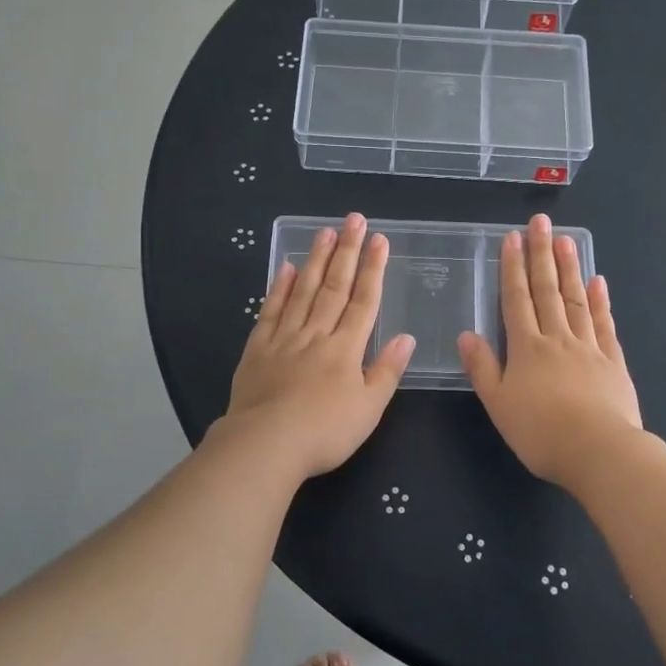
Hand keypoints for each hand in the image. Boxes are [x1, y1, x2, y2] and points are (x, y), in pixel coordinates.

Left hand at [220, 213, 414, 480]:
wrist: (265, 445)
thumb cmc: (325, 432)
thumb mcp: (369, 409)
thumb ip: (387, 371)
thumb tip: (407, 338)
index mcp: (346, 348)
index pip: (364, 301)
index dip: (373, 269)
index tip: (379, 239)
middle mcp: (316, 334)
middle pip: (335, 287)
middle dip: (347, 251)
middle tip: (353, 219)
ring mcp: (284, 338)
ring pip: (303, 291)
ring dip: (316, 260)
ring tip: (324, 231)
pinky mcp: (257, 349)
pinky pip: (271, 311)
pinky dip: (279, 288)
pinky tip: (286, 268)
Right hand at [458, 214, 642, 485]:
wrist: (599, 452)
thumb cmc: (541, 433)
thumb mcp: (499, 405)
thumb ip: (483, 368)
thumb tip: (466, 334)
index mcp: (527, 348)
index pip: (517, 299)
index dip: (512, 267)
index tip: (512, 238)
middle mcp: (557, 338)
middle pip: (548, 290)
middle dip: (542, 254)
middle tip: (541, 222)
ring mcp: (588, 347)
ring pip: (576, 299)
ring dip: (570, 268)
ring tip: (566, 239)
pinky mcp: (613, 361)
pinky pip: (604, 324)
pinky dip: (599, 301)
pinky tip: (597, 282)